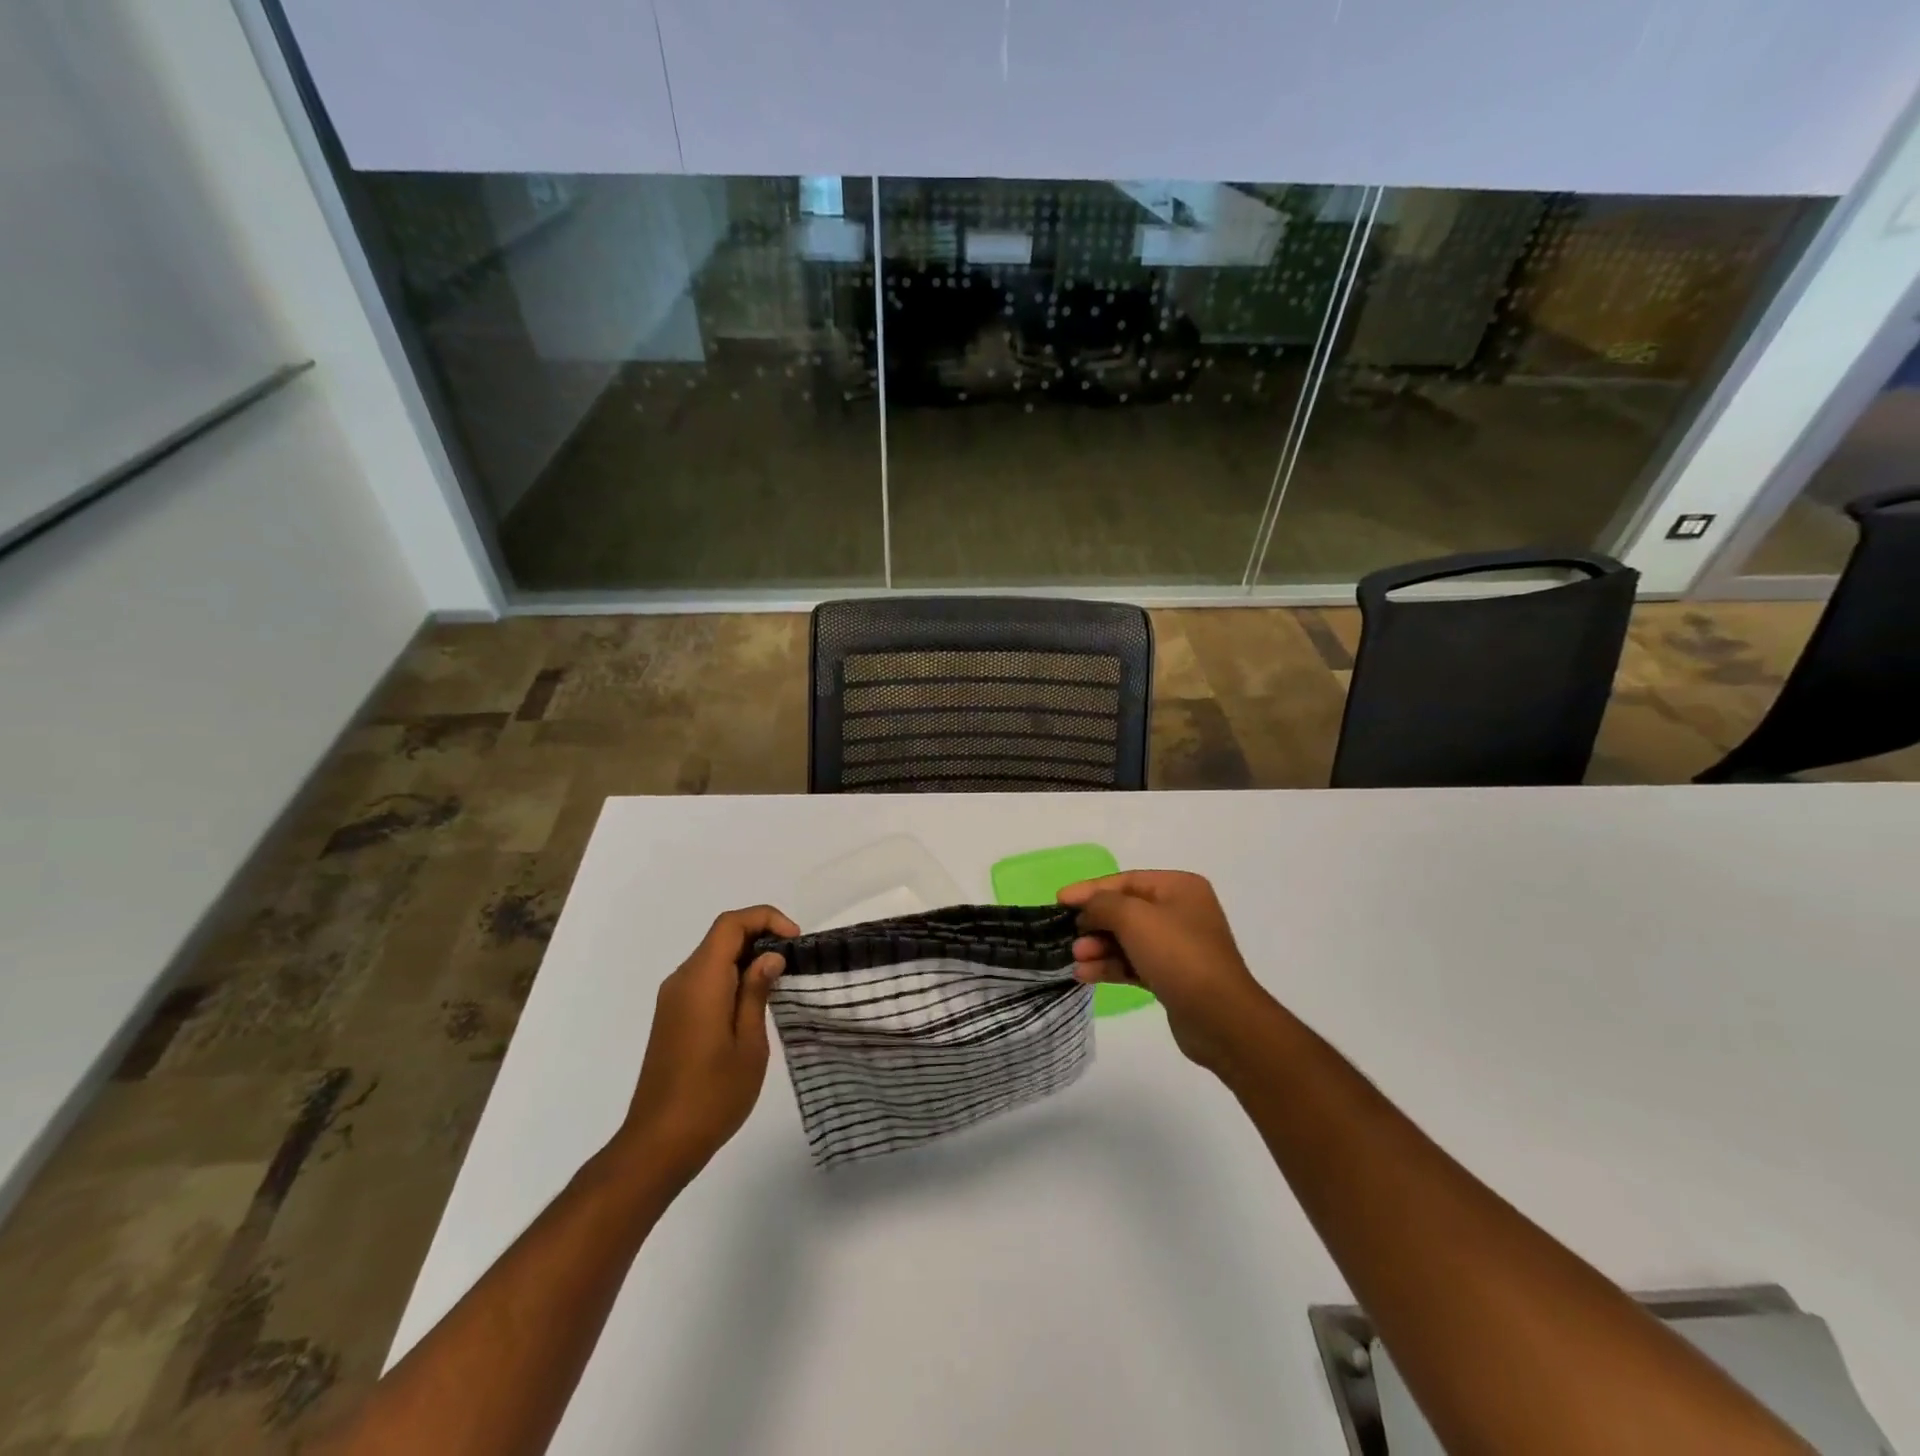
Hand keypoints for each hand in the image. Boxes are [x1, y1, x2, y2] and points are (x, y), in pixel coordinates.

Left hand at [618, 904, 798, 1180]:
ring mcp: (672, 999)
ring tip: (780, 981)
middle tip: (793, 961)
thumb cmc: (712, 1095)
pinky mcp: (672, 1016)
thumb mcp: (749, 1044)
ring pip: (712, 956)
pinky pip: (704, 978)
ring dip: (746, 957)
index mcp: (701, 981)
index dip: (766, 919)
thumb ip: (757, 992)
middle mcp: (682, 980)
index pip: (731, 924)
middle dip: (760, 936)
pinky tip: (753, 1002)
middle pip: (721, 936)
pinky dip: (731, 975)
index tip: (795, 941)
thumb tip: (770, 956)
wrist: (659, 1144)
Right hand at [1059, 871, 1278, 1078]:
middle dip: (1094, 923)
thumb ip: (1103, 904)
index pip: (1125, 881)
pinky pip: (1133, 964)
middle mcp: (1180, 912)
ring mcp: (1177, 946)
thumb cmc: (1178, 955)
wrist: (1220, 1018)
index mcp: (1179, 888)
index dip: (1090, 889)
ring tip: (1076, 959)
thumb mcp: (1134, 918)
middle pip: (1125, 910)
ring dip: (1098, 947)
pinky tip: (1085, 975)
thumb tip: (1087, 909)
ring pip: (1127, 940)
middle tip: (1068, 936)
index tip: (1059, 900)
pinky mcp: (1171, 977)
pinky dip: (1110, 967)